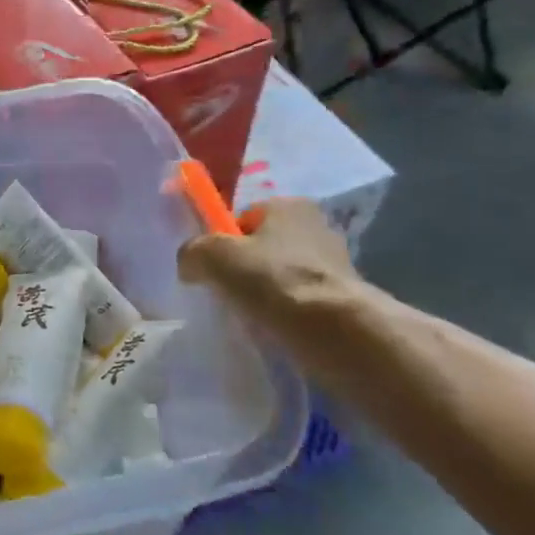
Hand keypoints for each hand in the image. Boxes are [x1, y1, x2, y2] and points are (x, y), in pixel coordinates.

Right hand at [177, 197, 361, 331]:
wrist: (337, 330)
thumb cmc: (272, 279)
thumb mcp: (213, 256)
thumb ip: (192, 252)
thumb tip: (190, 266)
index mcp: (288, 204)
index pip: (242, 218)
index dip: (223, 242)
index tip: (214, 269)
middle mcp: (316, 225)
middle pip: (262, 246)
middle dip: (245, 268)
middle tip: (229, 293)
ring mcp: (335, 262)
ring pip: (282, 275)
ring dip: (265, 292)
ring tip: (252, 315)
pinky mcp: (345, 297)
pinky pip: (301, 300)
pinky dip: (286, 312)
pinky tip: (275, 328)